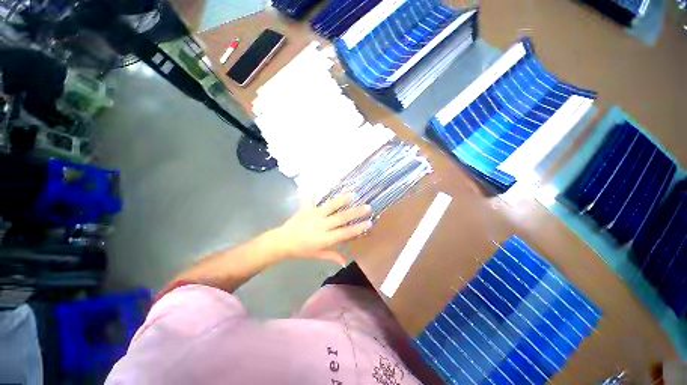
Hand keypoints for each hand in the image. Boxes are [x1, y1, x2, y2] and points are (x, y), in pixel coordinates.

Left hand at [269, 193, 372, 265]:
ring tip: (353, 194)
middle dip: (355, 212)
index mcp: (324, 239)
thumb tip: (345, 262)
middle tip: (367, 207)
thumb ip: (332, 256)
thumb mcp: (317, 255)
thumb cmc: (302, 250)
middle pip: (340, 218)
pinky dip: (314, 194)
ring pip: (330, 206)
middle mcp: (321, 225)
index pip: (344, 233)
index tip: (369, 223)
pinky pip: (311, 200)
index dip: (357, 228)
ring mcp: (313, 215)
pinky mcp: (306, 209)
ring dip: (342, 200)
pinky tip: (318, 187)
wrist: (283, 242)